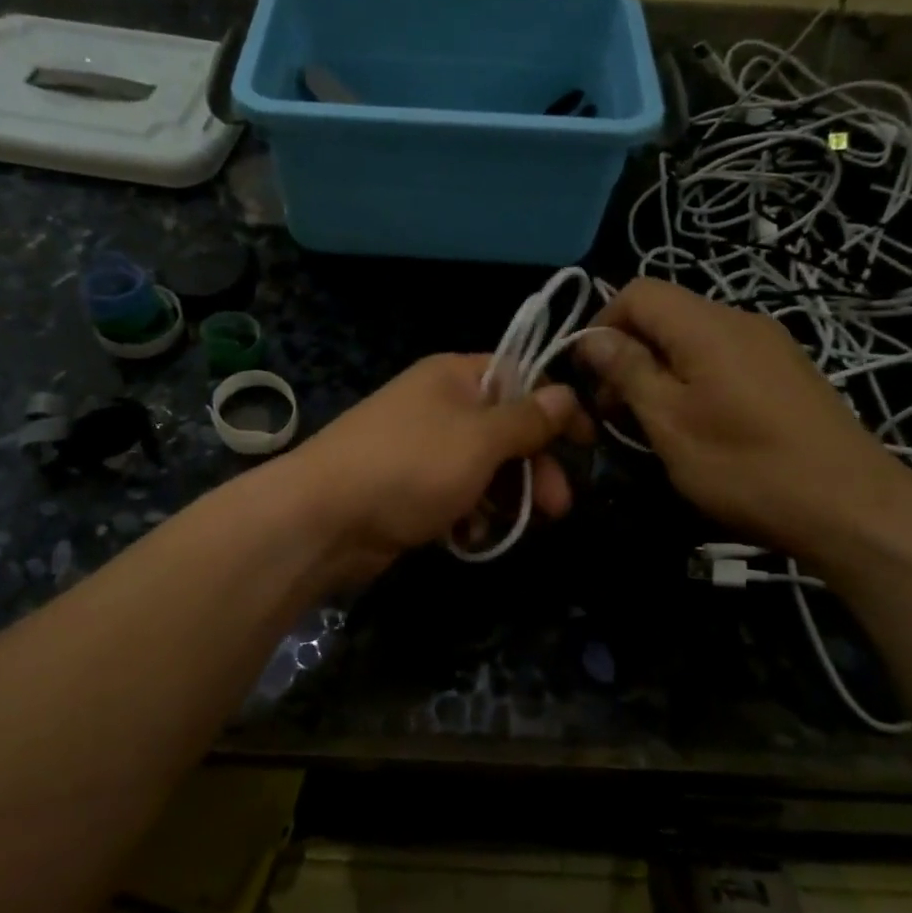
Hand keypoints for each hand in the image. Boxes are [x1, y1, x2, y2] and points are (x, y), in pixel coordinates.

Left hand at [286, 354, 581, 581]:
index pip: (520, 377)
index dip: (555, 407)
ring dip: (505, 497)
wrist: (323, 518)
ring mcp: (420, 449)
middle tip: (559, 506)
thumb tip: (565, 392)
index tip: (587, 441)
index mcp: (454, 376)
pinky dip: (469, 513)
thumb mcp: (480, 439)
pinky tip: (472, 536)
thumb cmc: (410, 467)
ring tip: (514, 528)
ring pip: (483, 468)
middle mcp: (438, 405)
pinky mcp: (408, 489)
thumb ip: (526, 419)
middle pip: (504, 429)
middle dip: (534, 467)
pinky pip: (455, 495)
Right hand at [579, 279, 911, 570]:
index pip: (637, 292)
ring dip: (660, 370)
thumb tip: (593, 337)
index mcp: (707, 325)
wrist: (851, 508)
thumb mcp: (670, 422)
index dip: (602, 325)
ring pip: (693, 338)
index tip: (589, 376)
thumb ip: (629, 371)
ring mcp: (770, 345)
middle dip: (629, 353)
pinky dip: (694, 379)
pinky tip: (698, 425)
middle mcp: (740, 320)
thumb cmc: (746, 466)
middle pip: (666, 313)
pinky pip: (724, 358)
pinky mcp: (787, 372)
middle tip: (614, 411)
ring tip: (652, 422)